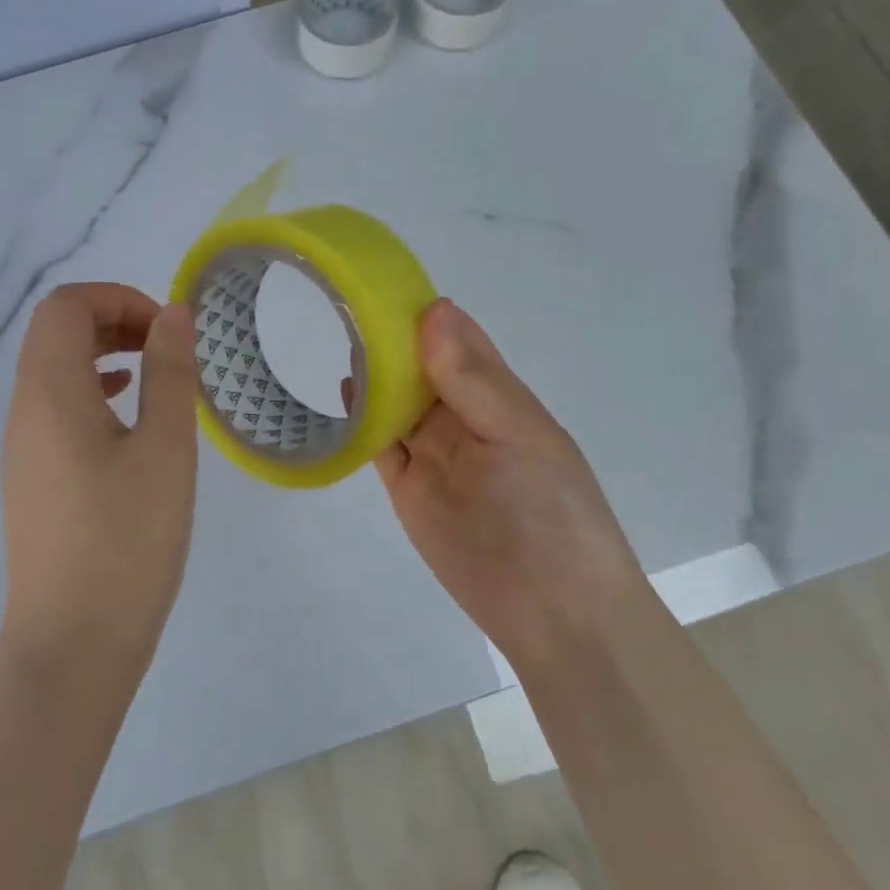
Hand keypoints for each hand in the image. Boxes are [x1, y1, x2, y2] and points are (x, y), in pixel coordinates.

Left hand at [0, 283, 199, 678]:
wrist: (73, 643)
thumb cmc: (126, 540)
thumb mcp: (164, 449)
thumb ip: (170, 372)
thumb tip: (172, 314)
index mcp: (50, 393)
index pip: (66, 306)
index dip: (118, 299)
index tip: (166, 332)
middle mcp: (24, 411)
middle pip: (55, 333)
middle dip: (113, 321)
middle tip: (166, 348)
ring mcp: (22, 448)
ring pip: (55, 371)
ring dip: (104, 356)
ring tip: (156, 377)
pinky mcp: (32, 479)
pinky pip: (56, 409)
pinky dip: (94, 393)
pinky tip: (130, 420)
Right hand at [373, 299, 643, 676]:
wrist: (551, 610)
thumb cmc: (549, 512)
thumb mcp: (518, 435)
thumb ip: (471, 378)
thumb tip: (435, 309)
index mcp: (499, 396)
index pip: (459, 340)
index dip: (425, 313)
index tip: (382, 280)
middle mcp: (463, 417)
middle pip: (419, 367)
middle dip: (389, 337)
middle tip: (344, 300)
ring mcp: (434, 452)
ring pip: (396, 400)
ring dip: (373, 372)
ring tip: (337, 332)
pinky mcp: (407, 486)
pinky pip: (380, 442)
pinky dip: (361, 418)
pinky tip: (344, 389)